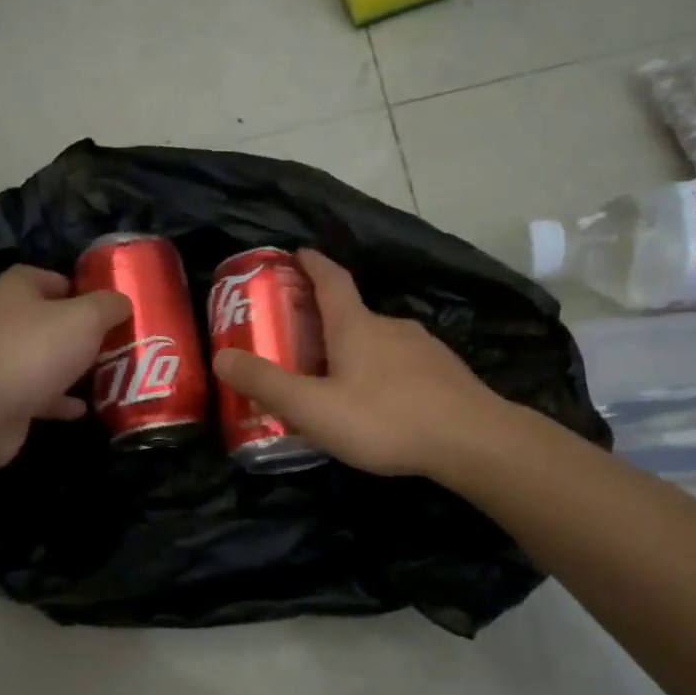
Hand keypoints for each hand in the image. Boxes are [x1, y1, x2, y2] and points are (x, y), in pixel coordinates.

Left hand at [0, 266, 130, 469]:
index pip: (49, 278)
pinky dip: (59, 399)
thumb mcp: (86, 318)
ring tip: (106, 374)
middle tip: (113, 342)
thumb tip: (122, 302)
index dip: (80, 289)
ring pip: (42, 358)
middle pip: (47, 320)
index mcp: (15, 290)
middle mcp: (1, 320)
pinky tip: (84, 408)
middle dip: (80, 332)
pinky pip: (37, 393)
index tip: (108, 307)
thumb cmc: (36, 350)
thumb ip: (108, 306)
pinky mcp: (0, 396)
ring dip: (70, 367)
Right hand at [212, 249, 499, 476]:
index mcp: (356, 325)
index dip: (311, 264)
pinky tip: (380, 404)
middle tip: (300, 342)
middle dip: (325, 321)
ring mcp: (424, 349)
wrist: (474, 441)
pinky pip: (403, 366)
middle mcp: (391, 326)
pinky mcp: (446, 375)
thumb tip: (222, 357)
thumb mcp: (313, 407)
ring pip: (379, 342)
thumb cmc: (385, 418)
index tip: (297, 252)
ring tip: (336, 382)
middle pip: (353, 314)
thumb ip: (267, 384)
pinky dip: (383, 374)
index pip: (331, 279)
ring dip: (355, 352)